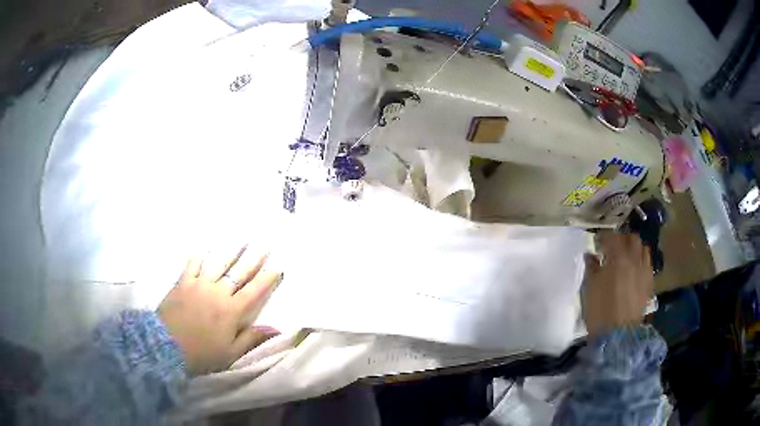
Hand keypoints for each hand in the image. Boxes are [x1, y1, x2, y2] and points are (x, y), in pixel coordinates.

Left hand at [157, 247, 280, 374]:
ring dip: (231, 250)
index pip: (254, 290)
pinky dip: (199, 254)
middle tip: (264, 245)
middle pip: (239, 272)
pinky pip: (192, 263)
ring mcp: (199, 284)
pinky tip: (205, 245)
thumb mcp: (230, 353)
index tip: (278, 265)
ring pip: (217, 263)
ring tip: (240, 239)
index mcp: (232, 311)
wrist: (166, 346)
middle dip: (253, 258)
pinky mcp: (182, 282)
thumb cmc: (202, 353)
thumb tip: (276, 329)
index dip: (267, 278)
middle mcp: (218, 292)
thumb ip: (252, 338)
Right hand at [582, 231, 653, 335]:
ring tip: (627, 256)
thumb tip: (590, 255)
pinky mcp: (649, 284)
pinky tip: (635, 270)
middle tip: (613, 246)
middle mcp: (634, 260)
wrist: (618, 335)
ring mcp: (644, 271)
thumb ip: (591, 268)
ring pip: (644, 249)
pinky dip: (641, 261)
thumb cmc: (600, 311)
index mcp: (618, 259)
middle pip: (632, 239)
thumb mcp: (590, 289)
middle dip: (623, 239)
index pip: (612, 237)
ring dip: (635, 249)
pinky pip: (648, 264)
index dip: (604, 237)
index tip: (598, 242)